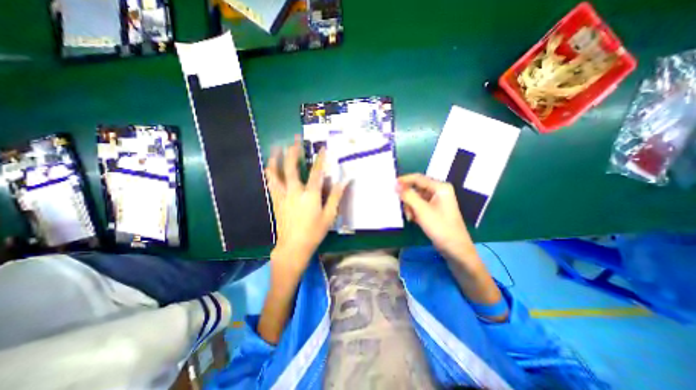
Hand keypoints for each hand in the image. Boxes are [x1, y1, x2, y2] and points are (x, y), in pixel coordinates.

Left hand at [264, 136, 345, 274]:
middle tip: (294, 140)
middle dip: (293, 152)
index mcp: (310, 195)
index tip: (322, 148)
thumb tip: (344, 181)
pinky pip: (271, 183)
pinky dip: (270, 173)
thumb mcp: (329, 216)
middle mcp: (294, 192)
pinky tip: (270, 168)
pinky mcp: (276, 201)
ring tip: (276, 148)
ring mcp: (282, 196)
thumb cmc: (314, 232)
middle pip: (291, 167)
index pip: (316, 172)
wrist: (293, 246)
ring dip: (276, 159)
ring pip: (275, 173)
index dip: (320, 159)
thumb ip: (335, 197)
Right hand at [399, 175, 475, 263]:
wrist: (454, 248)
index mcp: (440, 187)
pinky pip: (419, 205)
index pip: (418, 178)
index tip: (391, 185)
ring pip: (416, 198)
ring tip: (411, 217)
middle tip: (403, 207)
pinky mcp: (434, 209)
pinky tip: (414, 220)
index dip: (404, 180)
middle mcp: (439, 191)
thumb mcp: (421, 210)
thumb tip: (396, 185)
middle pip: (416, 189)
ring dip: (410, 207)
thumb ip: (408, 195)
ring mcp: (437, 201)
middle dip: (408, 199)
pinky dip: (414, 211)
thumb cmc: (440, 227)